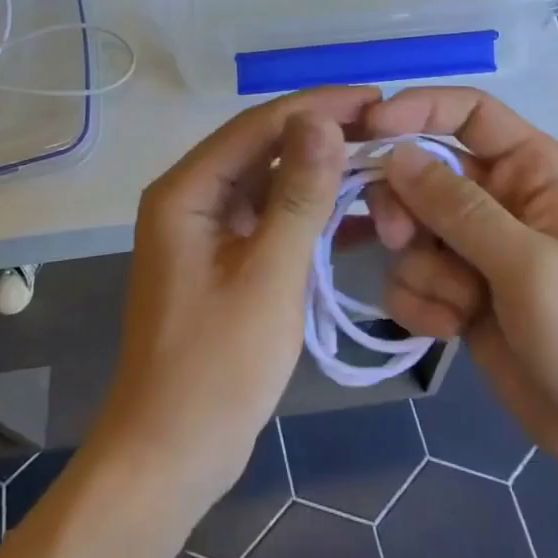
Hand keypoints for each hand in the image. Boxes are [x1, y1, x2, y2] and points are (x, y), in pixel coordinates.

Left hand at [89, 88, 376, 518]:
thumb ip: (298, 194)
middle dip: (325, 138)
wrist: (170, 458)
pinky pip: (272, 221)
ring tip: (382, 166)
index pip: (259, 125)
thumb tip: (323, 120)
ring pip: (272, 184)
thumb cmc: (216, 367)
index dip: (319, 107)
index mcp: (187, 190)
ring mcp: (208, 230)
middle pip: (265, 148)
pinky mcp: (225, 259)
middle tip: (387, 130)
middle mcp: (193, 197)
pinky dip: (311, 217)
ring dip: (323, 177)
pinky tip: (359, 218)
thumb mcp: (269, 275)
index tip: (376, 99)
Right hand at [366, 88, 557, 494]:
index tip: (369, 131)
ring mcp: (477, 248)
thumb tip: (395, 154)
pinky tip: (450, 330)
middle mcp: (500, 198)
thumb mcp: (530, 265)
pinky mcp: (460, 292)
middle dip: (405, 205)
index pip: (467, 112)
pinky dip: (421, 301)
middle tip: (398, 237)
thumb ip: (458, 207)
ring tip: (458, 305)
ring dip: (421, 267)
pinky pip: (411, 275)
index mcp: (532, 169)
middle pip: (423, 171)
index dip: (418, 109)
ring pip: (410, 229)